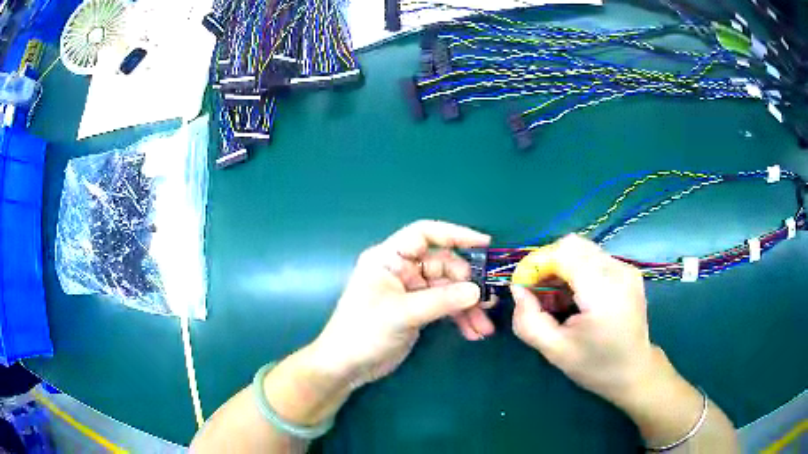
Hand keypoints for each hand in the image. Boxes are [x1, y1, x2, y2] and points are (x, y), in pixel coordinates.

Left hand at [311, 220, 495, 388]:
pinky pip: (444, 307)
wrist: (347, 366)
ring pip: (447, 289)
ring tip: (485, 326)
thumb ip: (441, 301)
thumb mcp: (402, 314)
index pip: (424, 234)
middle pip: (443, 265)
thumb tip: (478, 291)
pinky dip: (459, 318)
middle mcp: (400, 269)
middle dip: (467, 284)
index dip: (455, 234)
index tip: (484, 245)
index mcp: (388, 258)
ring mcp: (410, 291)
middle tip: (489, 301)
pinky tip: (473, 332)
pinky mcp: (416, 311)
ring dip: (467, 306)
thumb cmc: (364, 332)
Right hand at [509, 235, 659, 405]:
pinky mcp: (628, 271)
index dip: (537, 264)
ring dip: (562, 267)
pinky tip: (576, 297)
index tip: (523, 287)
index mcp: (603, 292)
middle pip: (572, 245)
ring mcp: (626, 268)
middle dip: (548, 264)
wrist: (635, 372)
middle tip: (539, 294)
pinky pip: (594, 258)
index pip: (563, 253)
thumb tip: (517, 289)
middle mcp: (618, 270)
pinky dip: (577, 270)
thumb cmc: (596, 366)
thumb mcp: (555, 351)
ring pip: (582, 249)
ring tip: (558, 299)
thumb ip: (529, 320)